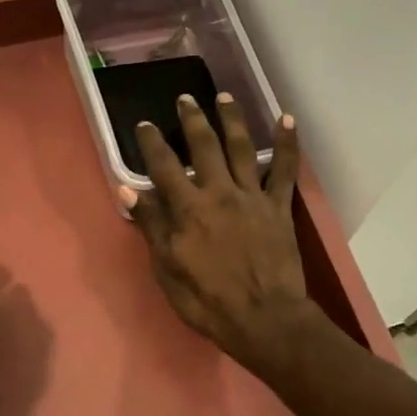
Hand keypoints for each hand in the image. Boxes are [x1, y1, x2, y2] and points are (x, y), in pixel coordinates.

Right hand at [122, 93, 320, 373]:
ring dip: (232, 119)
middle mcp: (219, 193)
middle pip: (204, 146)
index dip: (153, 143)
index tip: (145, 125)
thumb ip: (152, 227)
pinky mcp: (279, 207)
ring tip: (224, 96)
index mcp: (188, 210)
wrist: (263, 319)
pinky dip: (288, 143)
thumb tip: (128, 190)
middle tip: (185, 98)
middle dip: (193, 119)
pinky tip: (287, 119)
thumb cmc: (208, 301)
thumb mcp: (168, 270)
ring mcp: (252, 197)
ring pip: (242, 148)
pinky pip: (286, 169)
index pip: (164, 167)